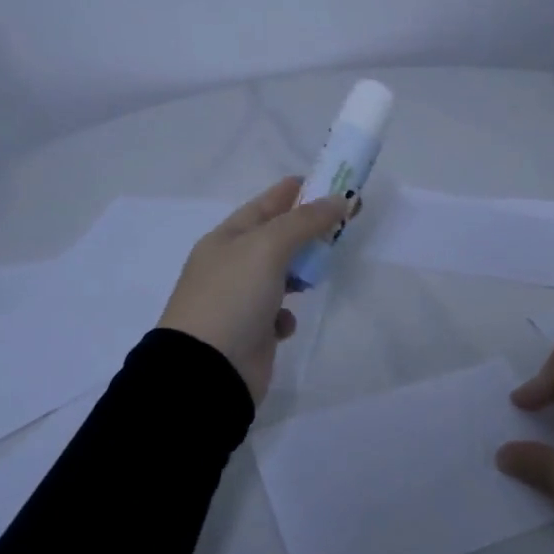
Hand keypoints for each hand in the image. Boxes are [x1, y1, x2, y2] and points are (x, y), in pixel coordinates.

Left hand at [158, 177, 351, 403]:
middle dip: (309, 230)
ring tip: (319, 272)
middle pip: (278, 237)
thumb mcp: (267, 248)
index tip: (333, 184)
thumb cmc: (232, 297)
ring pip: (281, 275)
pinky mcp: (252, 332)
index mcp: (226, 238)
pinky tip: (285, 323)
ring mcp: (241, 299)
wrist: (207, 370)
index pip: (266, 203)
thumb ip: (304, 221)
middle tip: (346, 223)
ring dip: (301, 272)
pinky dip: (287, 315)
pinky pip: (278, 314)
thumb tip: (338, 201)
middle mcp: (232, 265)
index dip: (298, 190)